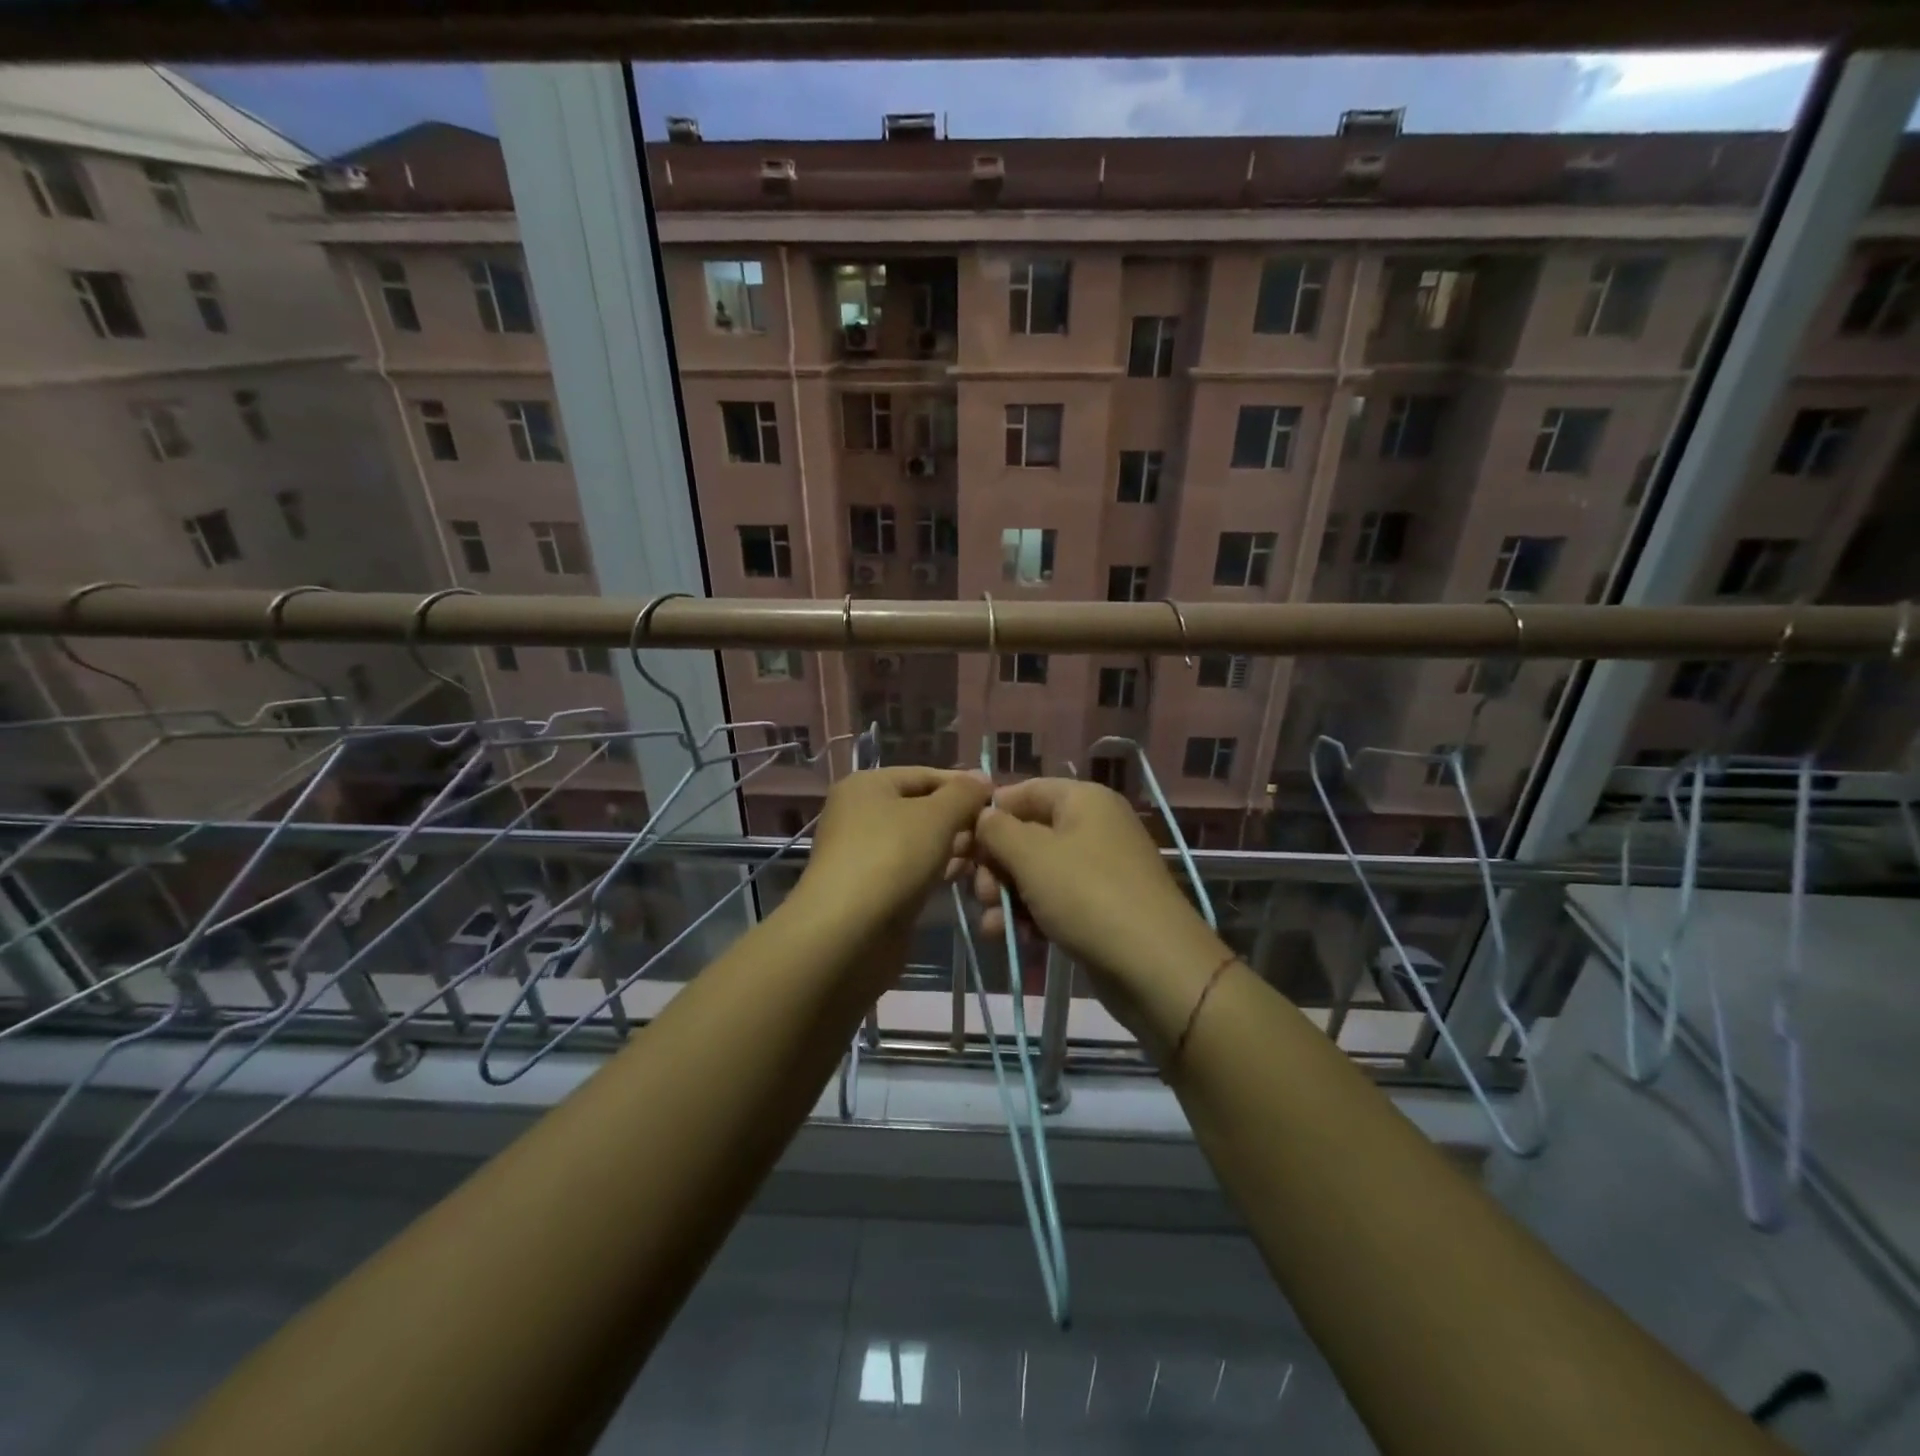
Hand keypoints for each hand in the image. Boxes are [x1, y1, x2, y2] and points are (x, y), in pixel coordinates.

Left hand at [799, 767, 989, 924]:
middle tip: (993, 835)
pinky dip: (935, 870)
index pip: (925, 775)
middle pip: (921, 808)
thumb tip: (982, 777)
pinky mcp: (872, 888)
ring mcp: (864, 853)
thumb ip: (963, 794)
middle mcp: (860, 813)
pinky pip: (911, 869)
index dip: (963, 785)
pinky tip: (962, 876)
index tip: (998, 801)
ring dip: (951, 847)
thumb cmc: (892, 857)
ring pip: (918, 841)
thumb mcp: (936, 816)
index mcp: (867, 785)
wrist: (848, 932)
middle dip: (959, 820)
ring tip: (984, 857)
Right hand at [969, 779, 1225, 1003]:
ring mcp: (1099, 868)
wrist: (1154, 966)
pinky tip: (1009, 936)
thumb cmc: (1087, 895)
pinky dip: (1029, 914)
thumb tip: (983, 815)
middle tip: (980, 894)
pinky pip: (1054, 899)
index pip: (1023, 791)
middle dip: (996, 864)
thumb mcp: (1031, 856)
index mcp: (1083, 800)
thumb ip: (997, 830)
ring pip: (1036, 871)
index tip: (960, 845)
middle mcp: (1093, 826)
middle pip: (1027, 833)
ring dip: (1006, 895)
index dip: (989, 814)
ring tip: (992, 924)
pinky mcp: (1100, 906)